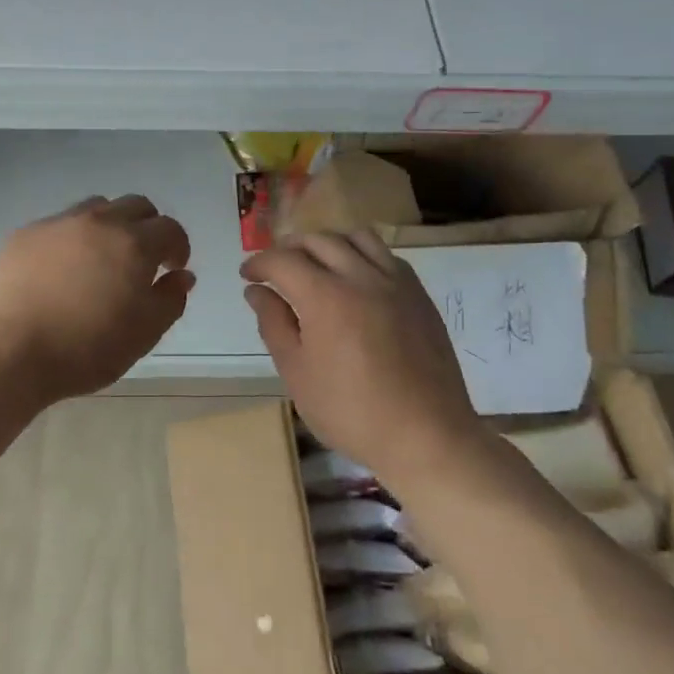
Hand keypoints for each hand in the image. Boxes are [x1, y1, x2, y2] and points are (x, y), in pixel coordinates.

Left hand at [0, 195, 195, 404]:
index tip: (172, 270)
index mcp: (133, 244)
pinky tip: (62, 269)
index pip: (170, 229)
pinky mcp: (24, 235)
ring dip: (110, 225)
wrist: (8, 352)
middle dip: (148, 227)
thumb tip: (181, 276)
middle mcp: (98, 222)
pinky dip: (73, 238)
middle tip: (143, 260)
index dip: (178, 247)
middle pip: (136, 205)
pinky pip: (59, 224)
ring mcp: (57, 224)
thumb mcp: (143, 335)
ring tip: (102, 259)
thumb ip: (170, 300)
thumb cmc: (85, 349)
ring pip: (96, 208)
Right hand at [241, 231, 485, 480]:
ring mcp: (395, 282)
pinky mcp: (419, 294)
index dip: (259, 263)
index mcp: (325, 297)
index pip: (282, 260)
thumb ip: (274, 323)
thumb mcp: (297, 373)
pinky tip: (354, 280)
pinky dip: (361, 254)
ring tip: (315, 266)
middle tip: (275, 271)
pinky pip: (386, 255)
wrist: (426, 436)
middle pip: (317, 240)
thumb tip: (256, 291)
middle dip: (289, 249)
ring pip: (355, 237)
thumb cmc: (351, 412)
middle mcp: (361, 277)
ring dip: (327, 243)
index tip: (247, 275)